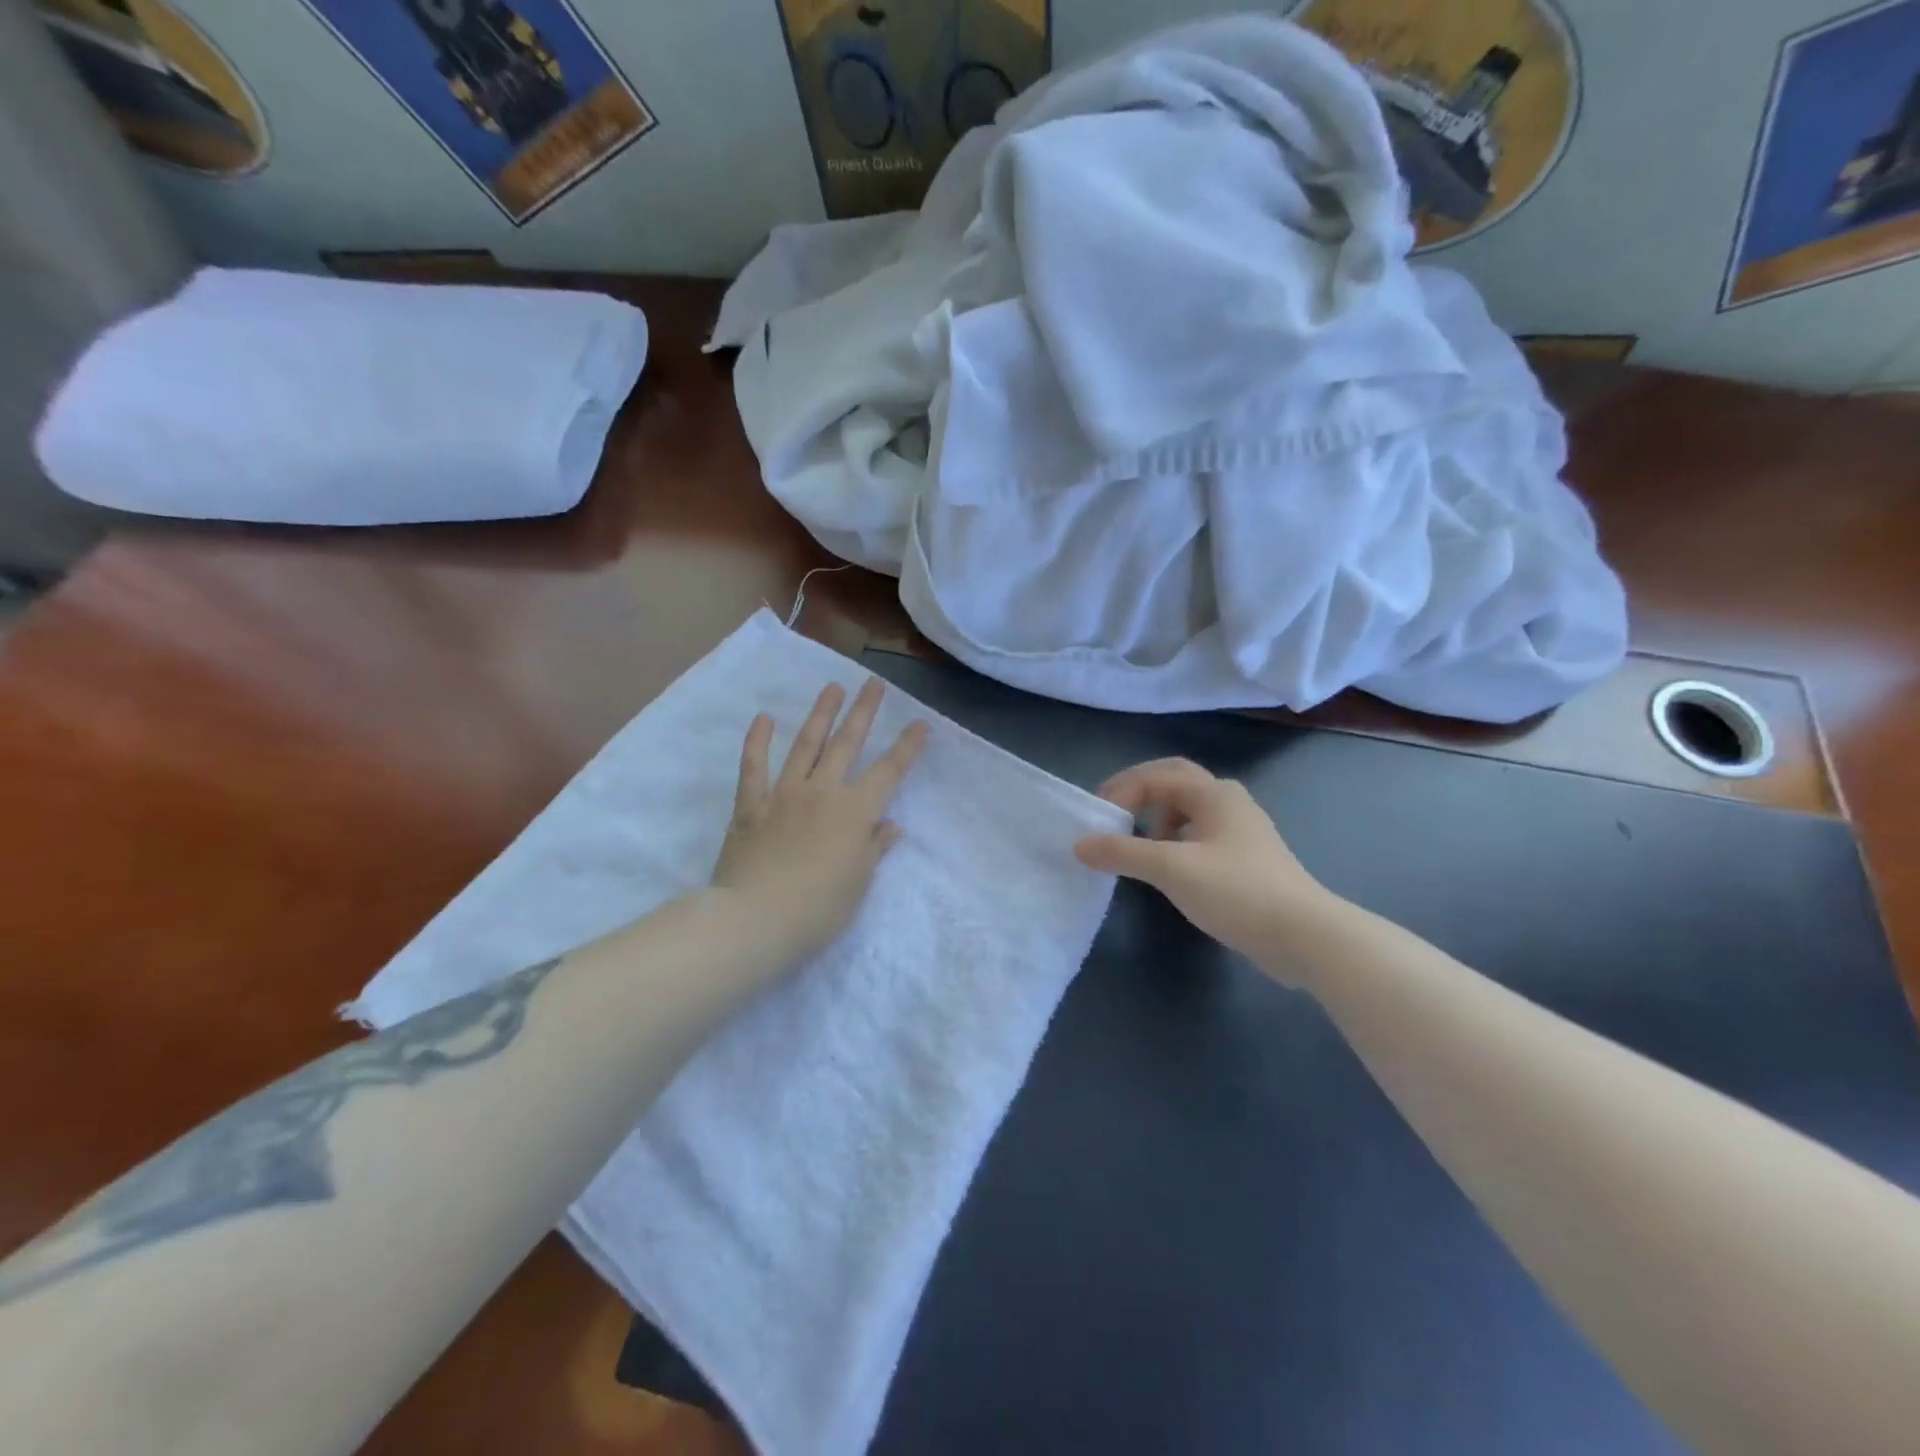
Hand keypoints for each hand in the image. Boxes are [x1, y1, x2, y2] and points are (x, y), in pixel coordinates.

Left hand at [712, 678, 927, 963]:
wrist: (756, 919)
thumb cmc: (818, 909)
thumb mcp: (858, 882)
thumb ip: (873, 848)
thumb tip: (890, 826)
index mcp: (855, 812)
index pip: (889, 772)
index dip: (907, 747)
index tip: (921, 723)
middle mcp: (822, 792)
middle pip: (847, 744)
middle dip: (863, 712)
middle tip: (873, 684)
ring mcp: (784, 794)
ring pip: (805, 745)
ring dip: (820, 715)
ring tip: (832, 688)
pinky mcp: (751, 805)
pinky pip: (753, 767)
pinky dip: (757, 741)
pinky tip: (763, 718)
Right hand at [1074, 758, 1341, 986]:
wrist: (1305, 936)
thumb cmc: (1237, 891)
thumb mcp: (1171, 869)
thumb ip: (1122, 853)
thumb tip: (1080, 844)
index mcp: (1213, 793)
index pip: (1155, 776)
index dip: (1120, 790)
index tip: (1096, 819)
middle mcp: (1228, 801)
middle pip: (1175, 782)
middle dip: (1139, 794)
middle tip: (1111, 815)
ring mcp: (1241, 830)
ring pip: (1188, 810)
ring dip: (1157, 818)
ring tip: (1136, 845)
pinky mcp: (1247, 859)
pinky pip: (1200, 835)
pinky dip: (1174, 841)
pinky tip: (1168, 869)